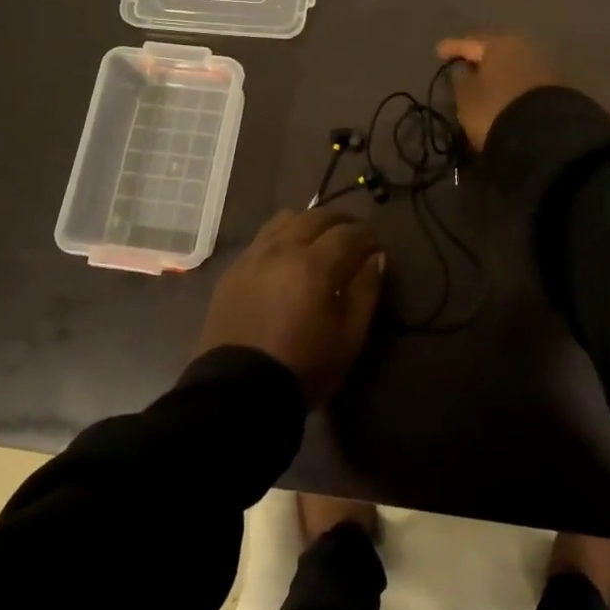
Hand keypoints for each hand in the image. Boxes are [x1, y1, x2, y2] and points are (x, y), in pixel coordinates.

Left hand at [198, 208, 384, 408]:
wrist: (237, 393)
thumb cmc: (303, 368)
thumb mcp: (349, 337)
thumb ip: (366, 291)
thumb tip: (376, 257)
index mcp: (314, 264)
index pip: (348, 233)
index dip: (367, 235)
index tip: (376, 245)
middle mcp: (282, 249)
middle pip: (316, 216)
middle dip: (340, 221)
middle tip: (353, 236)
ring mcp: (253, 256)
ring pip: (285, 219)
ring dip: (309, 222)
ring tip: (319, 240)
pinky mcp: (233, 270)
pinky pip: (262, 237)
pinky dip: (282, 236)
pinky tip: (287, 255)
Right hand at [435, 33, 563, 150]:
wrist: (546, 136)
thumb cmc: (495, 108)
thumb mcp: (466, 97)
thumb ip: (462, 79)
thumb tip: (467, 70)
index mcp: (499, 43)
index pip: (470, 43)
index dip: (453, 48)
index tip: (439, 51)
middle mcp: (525, 47)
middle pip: (496, 50)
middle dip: (481, 58)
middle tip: (466, 65)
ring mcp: (545, 66)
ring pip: (513, 65)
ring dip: (499, 72)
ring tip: (486, 83)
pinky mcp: (557, 87)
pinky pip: (526, 81)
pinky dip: (514, 85)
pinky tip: (506, 94)